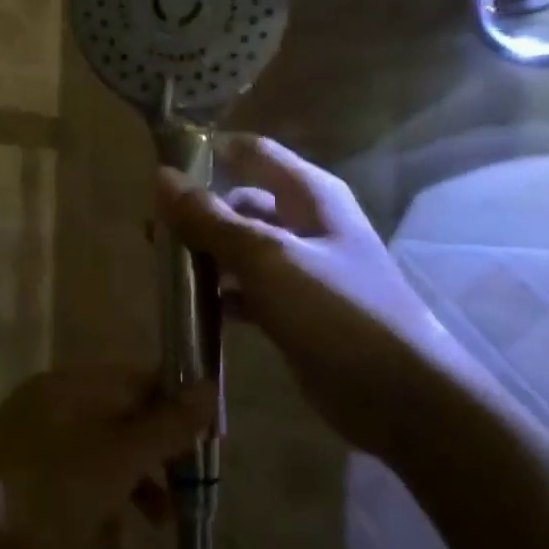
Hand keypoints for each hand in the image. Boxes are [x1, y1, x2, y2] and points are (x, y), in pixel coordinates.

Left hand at [0, 366, 215, 548]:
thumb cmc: (40, 496)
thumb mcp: (114, 460)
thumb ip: (165, 426)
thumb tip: (211, 386)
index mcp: (72, 386)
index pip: (140, 378)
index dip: (179, 405)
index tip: (213, 442)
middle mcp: (53, 409)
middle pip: (124, 419)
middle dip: (160, 453)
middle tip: (192, 489)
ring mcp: (35, 453)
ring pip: (102, 459)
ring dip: (135, 488)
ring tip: (159, 527)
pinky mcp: (22, 495)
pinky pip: (76, 494)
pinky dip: (100, 516)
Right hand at [156, 135, 457, 456]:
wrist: (399, 397)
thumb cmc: (337, 311)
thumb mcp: (269, 258)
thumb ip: (213, 219)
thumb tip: (161, 176)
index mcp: (309, 195)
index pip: (253, 152)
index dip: (209, 153)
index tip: (159, 167)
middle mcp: (306, 223)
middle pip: (243, 202)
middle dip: (198, 211)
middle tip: (148, 230)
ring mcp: (302, 270)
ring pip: (242, 249)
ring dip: (206, 255)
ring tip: (160, 267)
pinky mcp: (295, 312)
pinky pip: (249, 291)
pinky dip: (222, 295)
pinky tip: (190, 308)